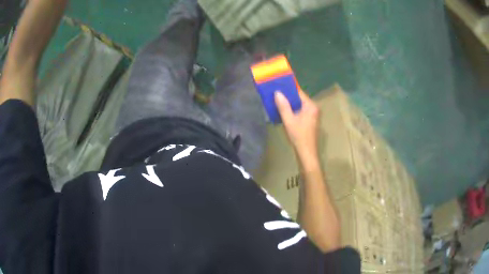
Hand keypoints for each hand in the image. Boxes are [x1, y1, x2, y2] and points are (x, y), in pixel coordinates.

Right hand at [275, 89, 319, 160]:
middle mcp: (314, 108)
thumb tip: (277, 92)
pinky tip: (284, 111)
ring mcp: (313, 115)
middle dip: (288, 96)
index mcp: (310, 106)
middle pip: (299, 98)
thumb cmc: (299, 136)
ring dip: (289, 103)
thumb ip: (283, 106)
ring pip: (299, 105)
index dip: (288, 88)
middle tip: (275, 93)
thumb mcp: (289, 120)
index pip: (299, 92)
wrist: (307, 153)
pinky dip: (293, 110)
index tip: (278, 84)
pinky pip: (300, 111)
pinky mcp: (310, 120)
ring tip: (277, 100)